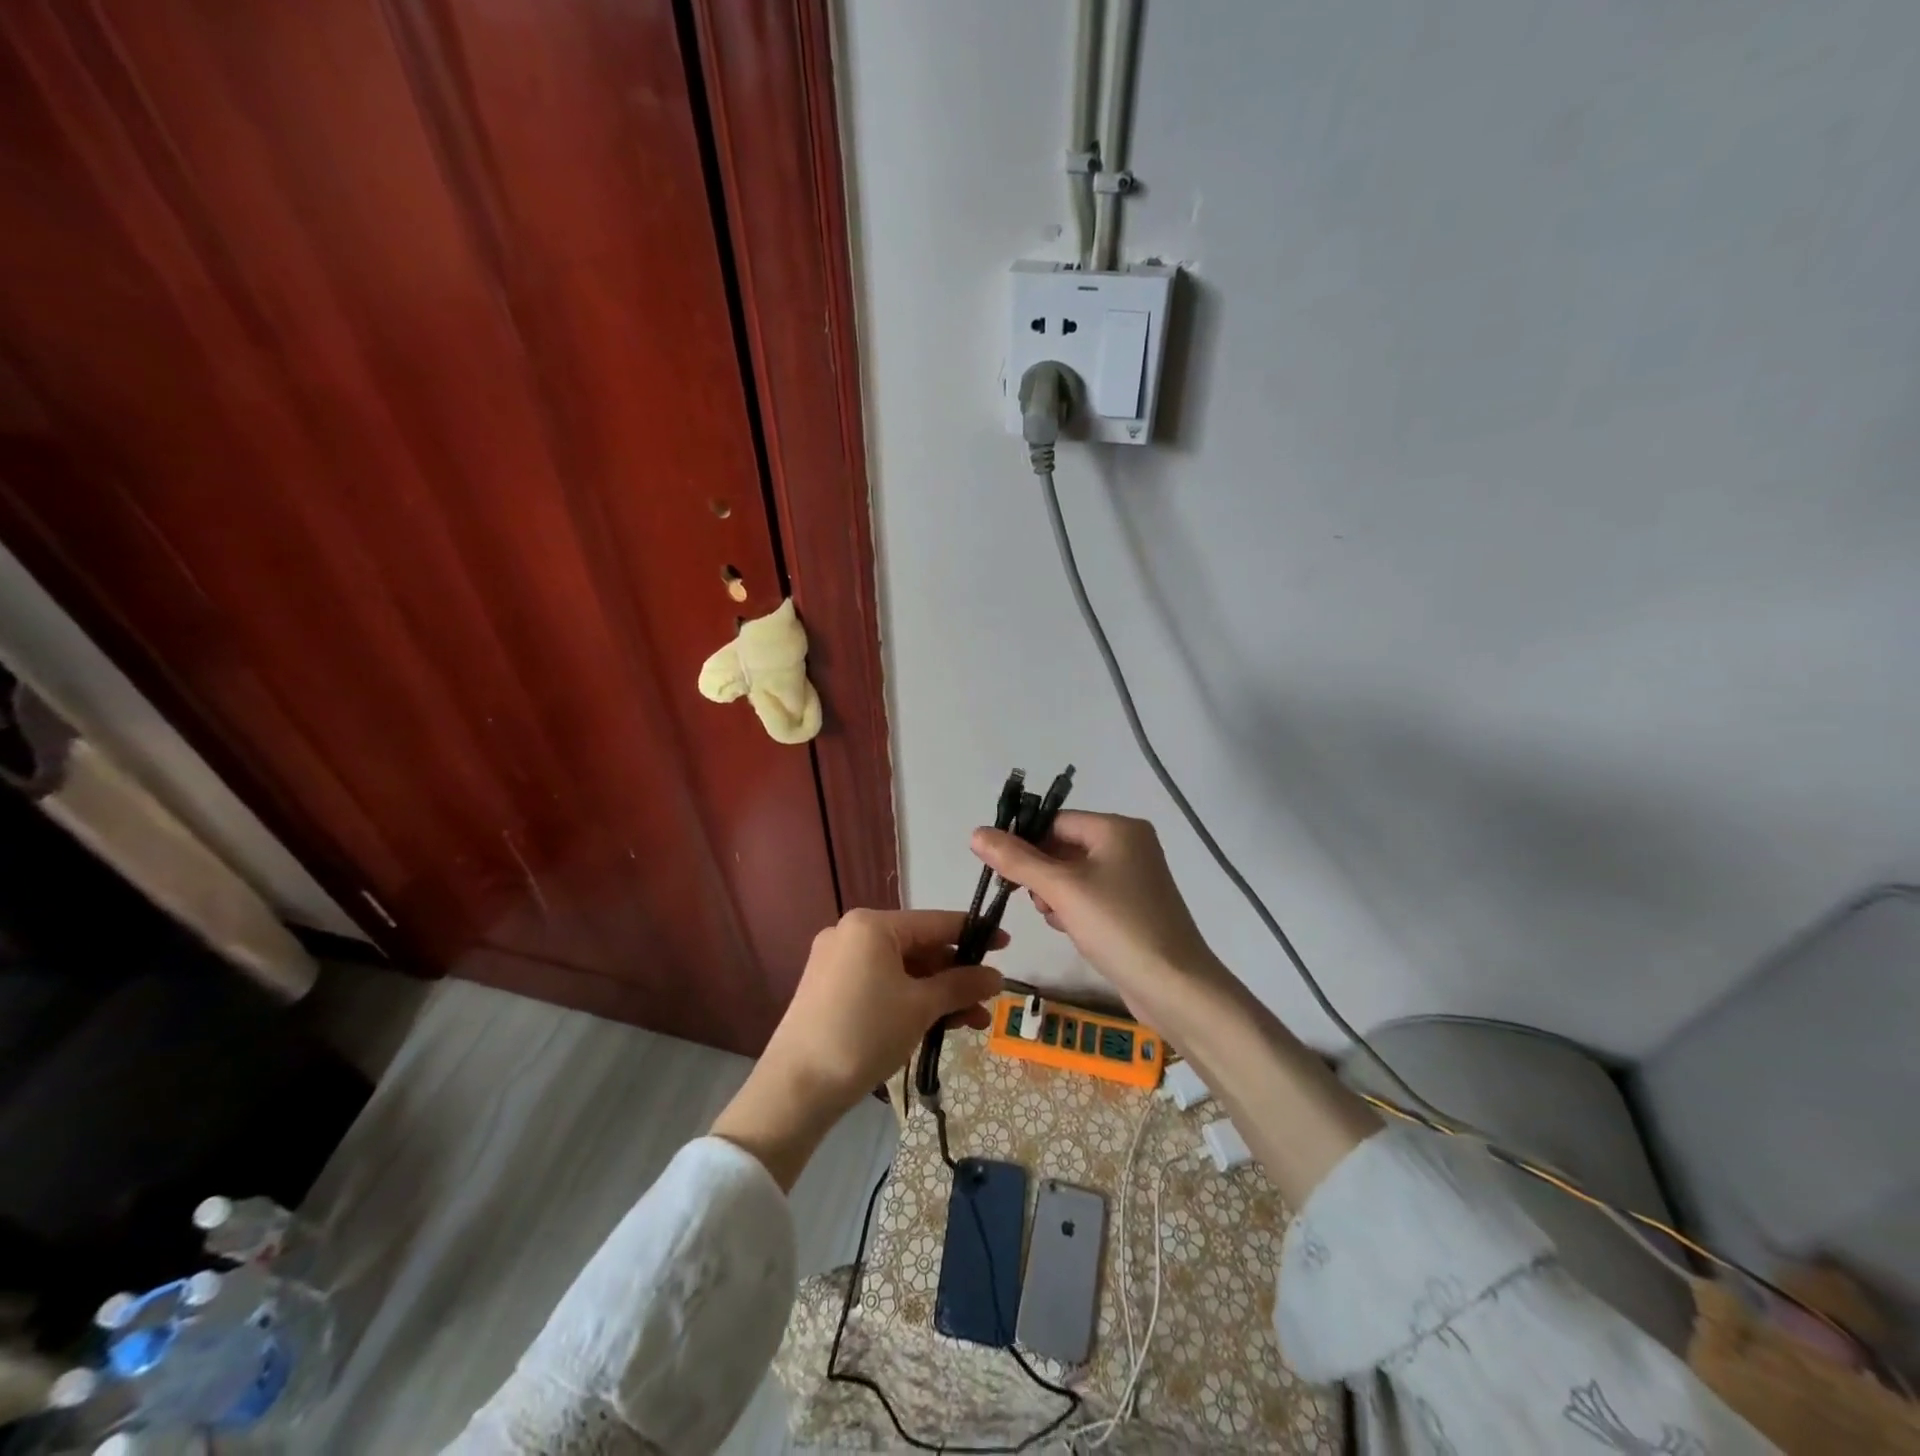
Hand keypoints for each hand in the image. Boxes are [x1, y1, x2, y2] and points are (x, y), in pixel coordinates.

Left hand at [713, 909, 1003, 1188]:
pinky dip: (909, 1001)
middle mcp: (852, 933)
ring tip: (972, 1024)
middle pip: (918, 948)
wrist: (796, 1088)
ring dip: (937, 994)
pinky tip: (936, 1024)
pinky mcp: (829, 989)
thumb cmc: (864, 1034)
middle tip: (988, 1002)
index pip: (936, 922)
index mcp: (872, 924)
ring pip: (901, 970)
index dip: (975, 934)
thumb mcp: (920, 1007)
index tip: (1006, 944)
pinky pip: (881, 984)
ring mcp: (837, 961)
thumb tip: (996, 976)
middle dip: (955, 976)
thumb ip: (960, 985)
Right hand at [977, 814, 1379, 1203]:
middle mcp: (1129, 845)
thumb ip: (1017, 860)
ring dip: (1053, 893)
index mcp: (1118, 829)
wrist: (1175, 988)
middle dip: (1040, 872)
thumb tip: (976, 833)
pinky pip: (1090, 896)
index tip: (998, 868)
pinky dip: (1072, 908)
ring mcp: (1134, 878)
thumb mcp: (1061, 890)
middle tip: (1024, 896)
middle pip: (1064, 846)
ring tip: (1052, 915)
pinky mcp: (1133, 908)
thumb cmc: (1118, 927)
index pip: (1056, 821)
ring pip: (1074, 874)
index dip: (1024, 840)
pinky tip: (1067, 928)